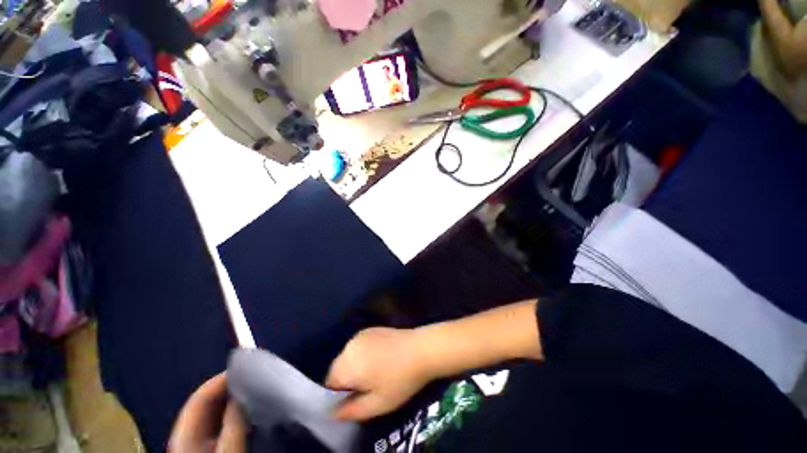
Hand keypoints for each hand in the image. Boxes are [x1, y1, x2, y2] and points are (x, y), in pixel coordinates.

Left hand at [169, 373, 246, 452]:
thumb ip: (234, 424)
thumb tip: (244, 393)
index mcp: (185, 435)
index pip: (200, 398)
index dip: (220, 380)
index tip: (246, 369)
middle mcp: (188, 434)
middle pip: (205, 403)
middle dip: (228, 388)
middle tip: (254, 378)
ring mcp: (197, 442)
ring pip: (213, 413)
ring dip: (231, 399)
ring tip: (254, 390)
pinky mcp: (208, 447)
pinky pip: (219, 423)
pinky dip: (232, 413)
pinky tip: (247, 410)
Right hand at [326, 327, 431, 421]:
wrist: (420, 349)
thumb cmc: (400, 380)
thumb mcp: (378, 404)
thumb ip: (351, 411)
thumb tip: (332, 413)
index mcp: (348, 365)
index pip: (329, 382)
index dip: (339, 393)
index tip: (356, 397)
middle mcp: (350, 346)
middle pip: (338, 367)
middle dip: (347, 379)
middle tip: (368, 386)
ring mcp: (361, 334)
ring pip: (348, 355)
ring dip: (355, 365)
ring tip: (376, 371)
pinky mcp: (371, 329)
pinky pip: (358, 345)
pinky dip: (363, 353)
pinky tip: (381, 357)